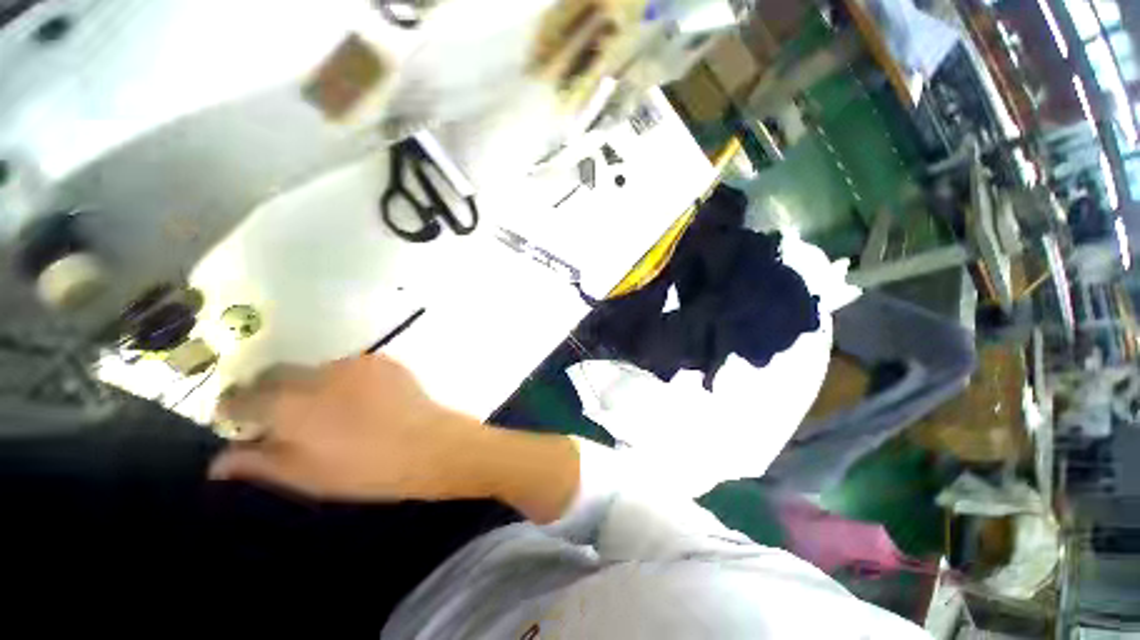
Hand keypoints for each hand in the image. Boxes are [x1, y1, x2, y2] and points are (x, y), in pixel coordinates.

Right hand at [209, 355, 488, 501]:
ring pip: (315, 369)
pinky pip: (349, 367)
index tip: (234, 418)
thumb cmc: (366, 469)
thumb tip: (219, 460)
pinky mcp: (382, 360)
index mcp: (291, 406)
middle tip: (280, 414)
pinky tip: (360, 400)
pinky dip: (342, 381)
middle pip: (277, 373)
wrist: (429, 443)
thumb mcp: (305, 476)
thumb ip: (258, 462)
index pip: (243, 396)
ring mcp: (354, 363)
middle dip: (269, 391)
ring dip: (309, 385)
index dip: (233, 407)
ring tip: (329, 410)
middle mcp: (318, 375)